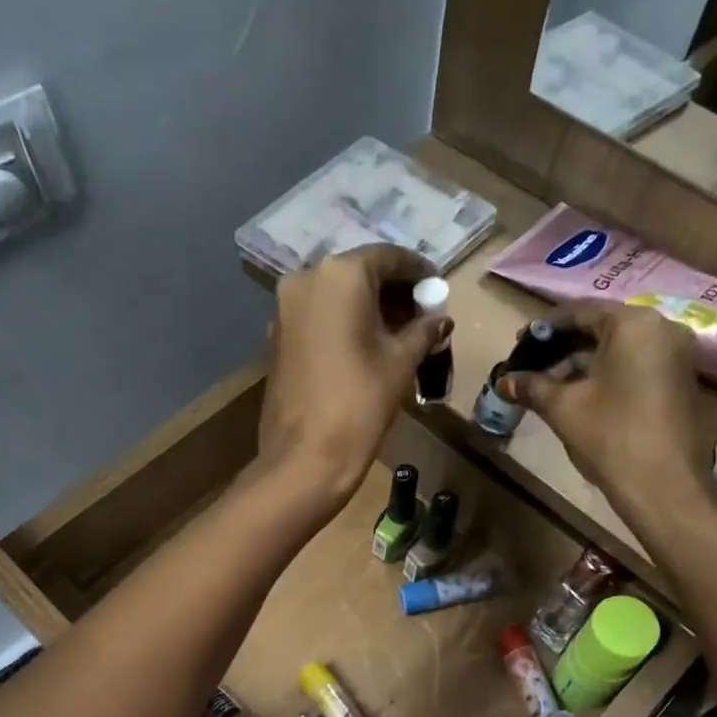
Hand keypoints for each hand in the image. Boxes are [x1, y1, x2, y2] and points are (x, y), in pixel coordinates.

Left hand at [258, 245, 448, 510]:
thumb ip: (423, 331)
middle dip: (394, 292)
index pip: (389, 258)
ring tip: (401, 335)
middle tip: (423, 317)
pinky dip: (345, 324)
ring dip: (370, 309)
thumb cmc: (360, 402)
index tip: (438, 292)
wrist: (305, 458)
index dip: (419, 273)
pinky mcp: (278, 337)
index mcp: (340, 275)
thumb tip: (439, 319)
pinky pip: (320, 317)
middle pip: (360, 274)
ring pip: (337, 296)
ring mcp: (286, 309)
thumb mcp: (401, 361)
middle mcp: (306, 280)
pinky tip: (368, 348)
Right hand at [497, 303, 714, 507]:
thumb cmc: (610, 436)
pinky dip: (605, 374)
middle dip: (563, 348)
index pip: (582, 311)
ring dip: (582, 363)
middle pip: (602, 327)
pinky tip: (578, 395)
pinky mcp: (678, 380)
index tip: (519, 343)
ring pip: (619, 348)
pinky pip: (635, 364)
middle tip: (531, 367)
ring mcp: (675, 355)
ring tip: (548, 386)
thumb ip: (533, 387)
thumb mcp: (563, 407)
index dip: (546, 327)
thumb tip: (504, 381)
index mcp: (633, 325)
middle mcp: (661, 329)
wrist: (663, 486)